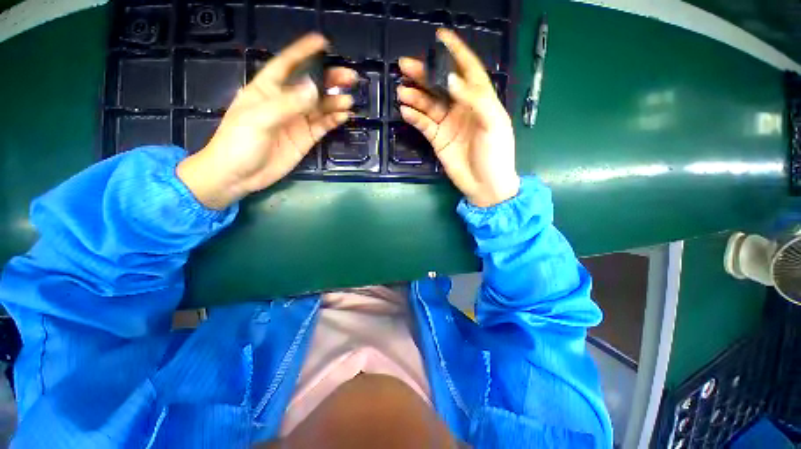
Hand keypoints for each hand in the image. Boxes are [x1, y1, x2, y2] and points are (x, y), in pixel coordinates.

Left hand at [177, 33, 355, 209]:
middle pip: (310, 86)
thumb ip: (287, 104)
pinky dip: (333, 120)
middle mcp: (285, 102)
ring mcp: (297, 121)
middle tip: (350, 77)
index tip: (323, 42)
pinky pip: (323, 126)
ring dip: (335, 102)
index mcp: (267, 90)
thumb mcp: (258, 119)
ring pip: (320, 107)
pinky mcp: (306, 138)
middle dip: (329, 79)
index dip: (304, 52)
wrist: (239, 176)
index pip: (287, 65)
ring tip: (348, 101)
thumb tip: (315, 89)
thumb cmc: (239, 142)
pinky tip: (343, 116)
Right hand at [397, 29, 518, 206]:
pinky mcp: (438, 139)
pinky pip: (424, 124)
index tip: (440, 37)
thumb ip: (474, 99)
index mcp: (480, 100)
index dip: (456, 52)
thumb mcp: (493, 123)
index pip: (468, 70)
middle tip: (405, 65)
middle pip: (441, 86)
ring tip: (402, 91)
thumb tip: (451, 80)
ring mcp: (448, 124)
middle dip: (424, 74)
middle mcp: (462, 109)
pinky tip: (406, 111)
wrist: (485, 185)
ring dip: (415, 97)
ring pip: (429, 104)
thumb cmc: (496, 154)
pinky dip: (415, 117)